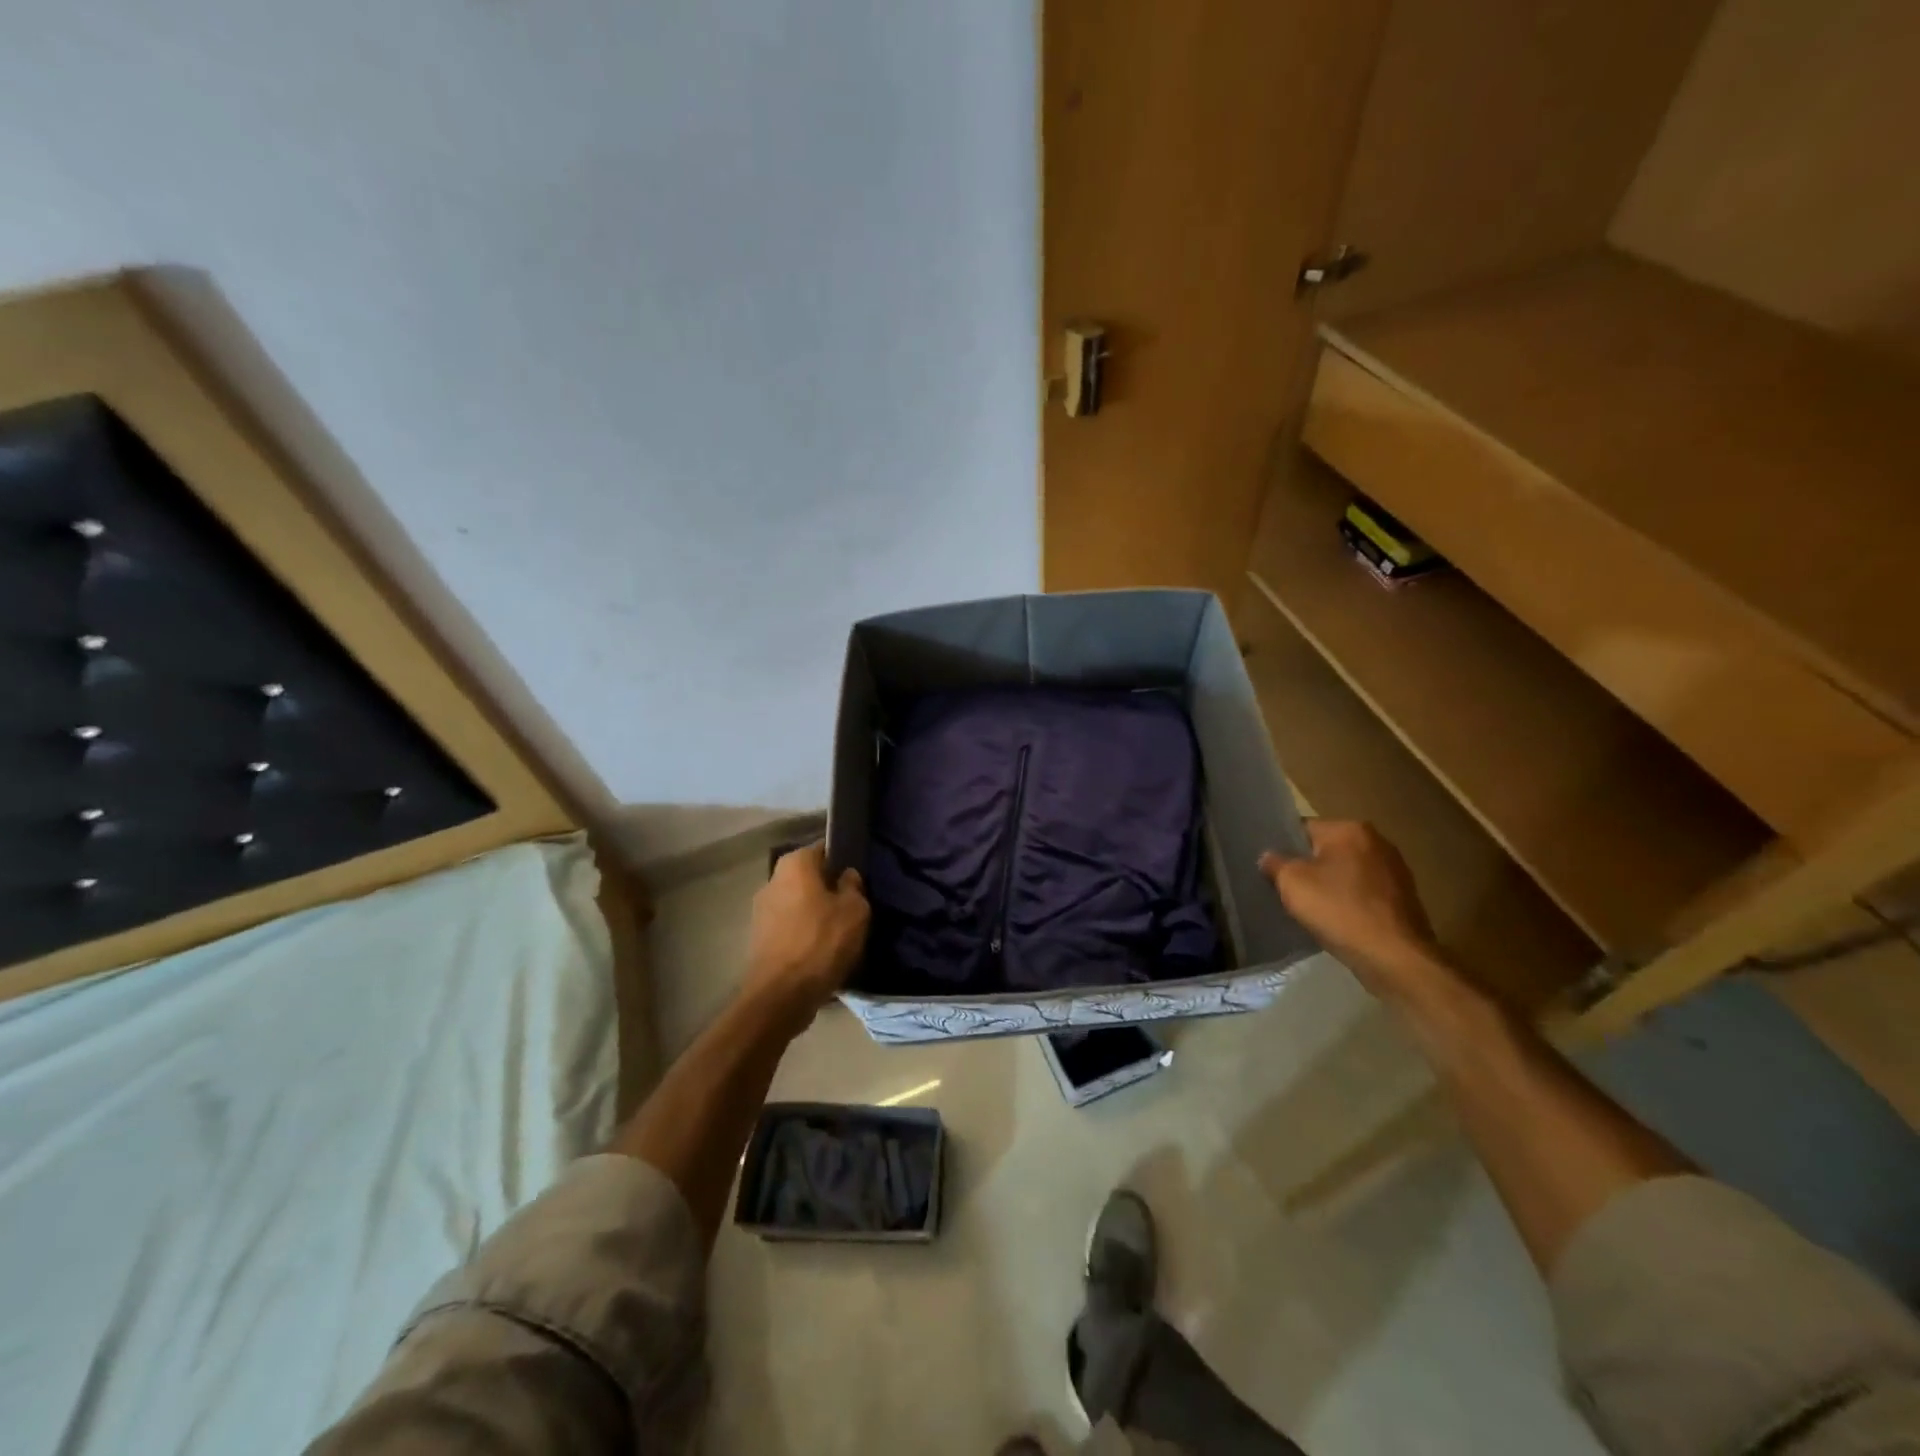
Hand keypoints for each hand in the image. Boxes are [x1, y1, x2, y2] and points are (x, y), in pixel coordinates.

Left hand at [743, 842, 869, 1023]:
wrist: (781, 996)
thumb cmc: (821, 942)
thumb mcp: (855, 910)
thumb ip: (853, 886)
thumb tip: (846, 876)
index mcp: (794, 863)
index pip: (825, 849)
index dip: (845, 860)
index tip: (860, 878)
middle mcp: (772, 879)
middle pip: (810, 877)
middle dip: (829, 888)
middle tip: (854, 906)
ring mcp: (761, 910)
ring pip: (799, 903)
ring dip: (817, 913)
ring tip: (840, 932)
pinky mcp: (759, 938)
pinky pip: (790, 927)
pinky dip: (805, 934)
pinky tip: (822, 951)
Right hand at [1259, 820, 1447, 1002]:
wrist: (1395, 958)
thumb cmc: (1339, 910)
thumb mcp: (1292, 883)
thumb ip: (1275, 864)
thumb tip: (1269, 857)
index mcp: (1349, 829)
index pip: (1304, 829)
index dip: (1284, 847)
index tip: (1272, 868)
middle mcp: (1377, 841)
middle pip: (1327, 849)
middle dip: (1309, 866)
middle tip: (1287, 889)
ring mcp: (1395, 869)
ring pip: (1347, 871)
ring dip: (1331, 884)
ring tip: (1312, 906)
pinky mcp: (1404, 897)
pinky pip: (1365, 891)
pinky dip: (1350, 900)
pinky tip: (1338, 920)